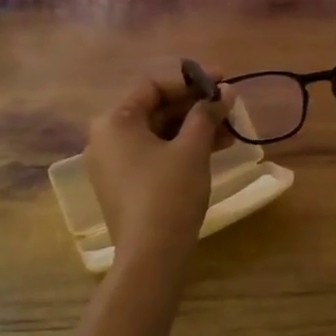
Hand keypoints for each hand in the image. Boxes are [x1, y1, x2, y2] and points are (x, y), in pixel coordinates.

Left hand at [85, 68, 235, 271]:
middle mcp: (106, 137)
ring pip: (157, 134)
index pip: (154, 86)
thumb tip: (224, 91)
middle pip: (155, 109)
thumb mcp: (192, 148)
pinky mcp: (123, 185)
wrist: (151, 256)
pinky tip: (213, 150)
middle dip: (195, 107)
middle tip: (229, 106)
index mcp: (115, 121)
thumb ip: (207, 114)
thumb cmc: (169, 193)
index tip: (223, 80)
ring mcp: (113, 164)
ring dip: (193, 128)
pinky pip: (153, 154)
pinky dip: (180, 149)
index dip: (191, 80)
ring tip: (230, 131)